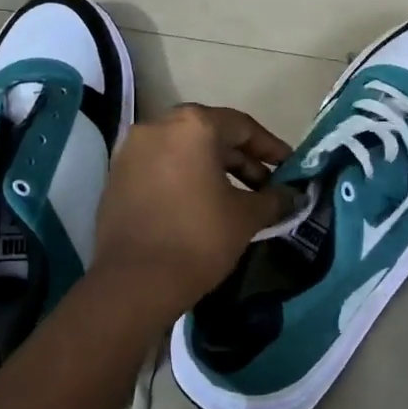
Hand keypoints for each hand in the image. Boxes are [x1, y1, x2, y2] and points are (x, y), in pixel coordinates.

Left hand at [91, 103, 297, 314]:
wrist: (133, 283)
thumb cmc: (198, 239)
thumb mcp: (246, 217)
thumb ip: (274, 199)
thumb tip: (291, 196)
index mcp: (193, 125)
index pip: (242, 126)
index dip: (270, 147)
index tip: (289, 167)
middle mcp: (158, 126)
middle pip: (210, 134)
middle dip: (241, 159)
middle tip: (265, 186)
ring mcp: (131, 150)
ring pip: (183, 150)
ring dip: (212, 169)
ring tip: (236, 198)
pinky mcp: (116, 176)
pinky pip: (160, 166)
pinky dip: (184, 178)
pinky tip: (201, 205)